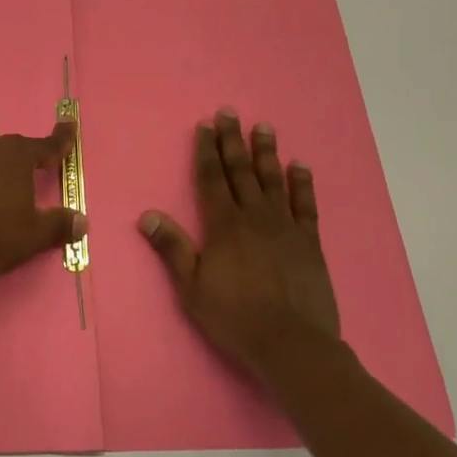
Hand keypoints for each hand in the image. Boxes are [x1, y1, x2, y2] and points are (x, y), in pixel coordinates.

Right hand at [139, 110, 342, 380]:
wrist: (291, 344)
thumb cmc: (234, 317)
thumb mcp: (191, 287)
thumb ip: (172, 248)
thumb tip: (147, 215)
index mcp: (223, 226)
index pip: (212, 179)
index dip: (207, 151)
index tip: (206, 126)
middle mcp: (254, 217)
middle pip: (241, 171)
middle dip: (233, 140)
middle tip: (230, 112)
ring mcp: (285, 227)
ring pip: (273, 180)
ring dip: (266, 152)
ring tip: (264, 127)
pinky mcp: (309, 243)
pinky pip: (306, 205)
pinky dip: (302, 184)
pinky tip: (300, 166)